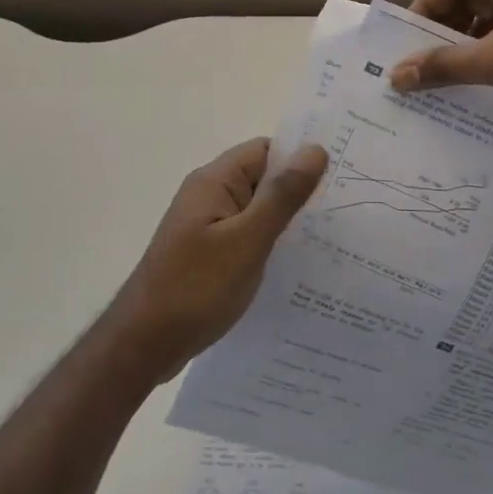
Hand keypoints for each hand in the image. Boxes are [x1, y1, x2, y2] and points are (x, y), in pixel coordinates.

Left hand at [106, 138, 329, 381]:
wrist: (144, 344)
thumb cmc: (196, 287)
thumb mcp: (247, 239)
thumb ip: (281, 195)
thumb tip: (314, 149)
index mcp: (214, 182)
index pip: (266, 150)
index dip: (301, 158)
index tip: (342, 174)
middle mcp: (209, 196)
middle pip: (263, 179)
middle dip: (300, 192)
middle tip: (348, 209)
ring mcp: (207, 227)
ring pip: (258, 211)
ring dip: (288, 221)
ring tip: (334, 238)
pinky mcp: (209, 254)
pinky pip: (248, 236)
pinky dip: (272, 244)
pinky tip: (299, 265)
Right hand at [390, 0, 492, 126]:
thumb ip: (443, 65)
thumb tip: (396, 76)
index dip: (424, 10)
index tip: (406, 45)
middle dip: (445, 30)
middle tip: (422, 64)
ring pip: (491, 14)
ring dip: (467, 44)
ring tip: (445, 77)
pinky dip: (492, 50)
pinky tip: (478, 79)